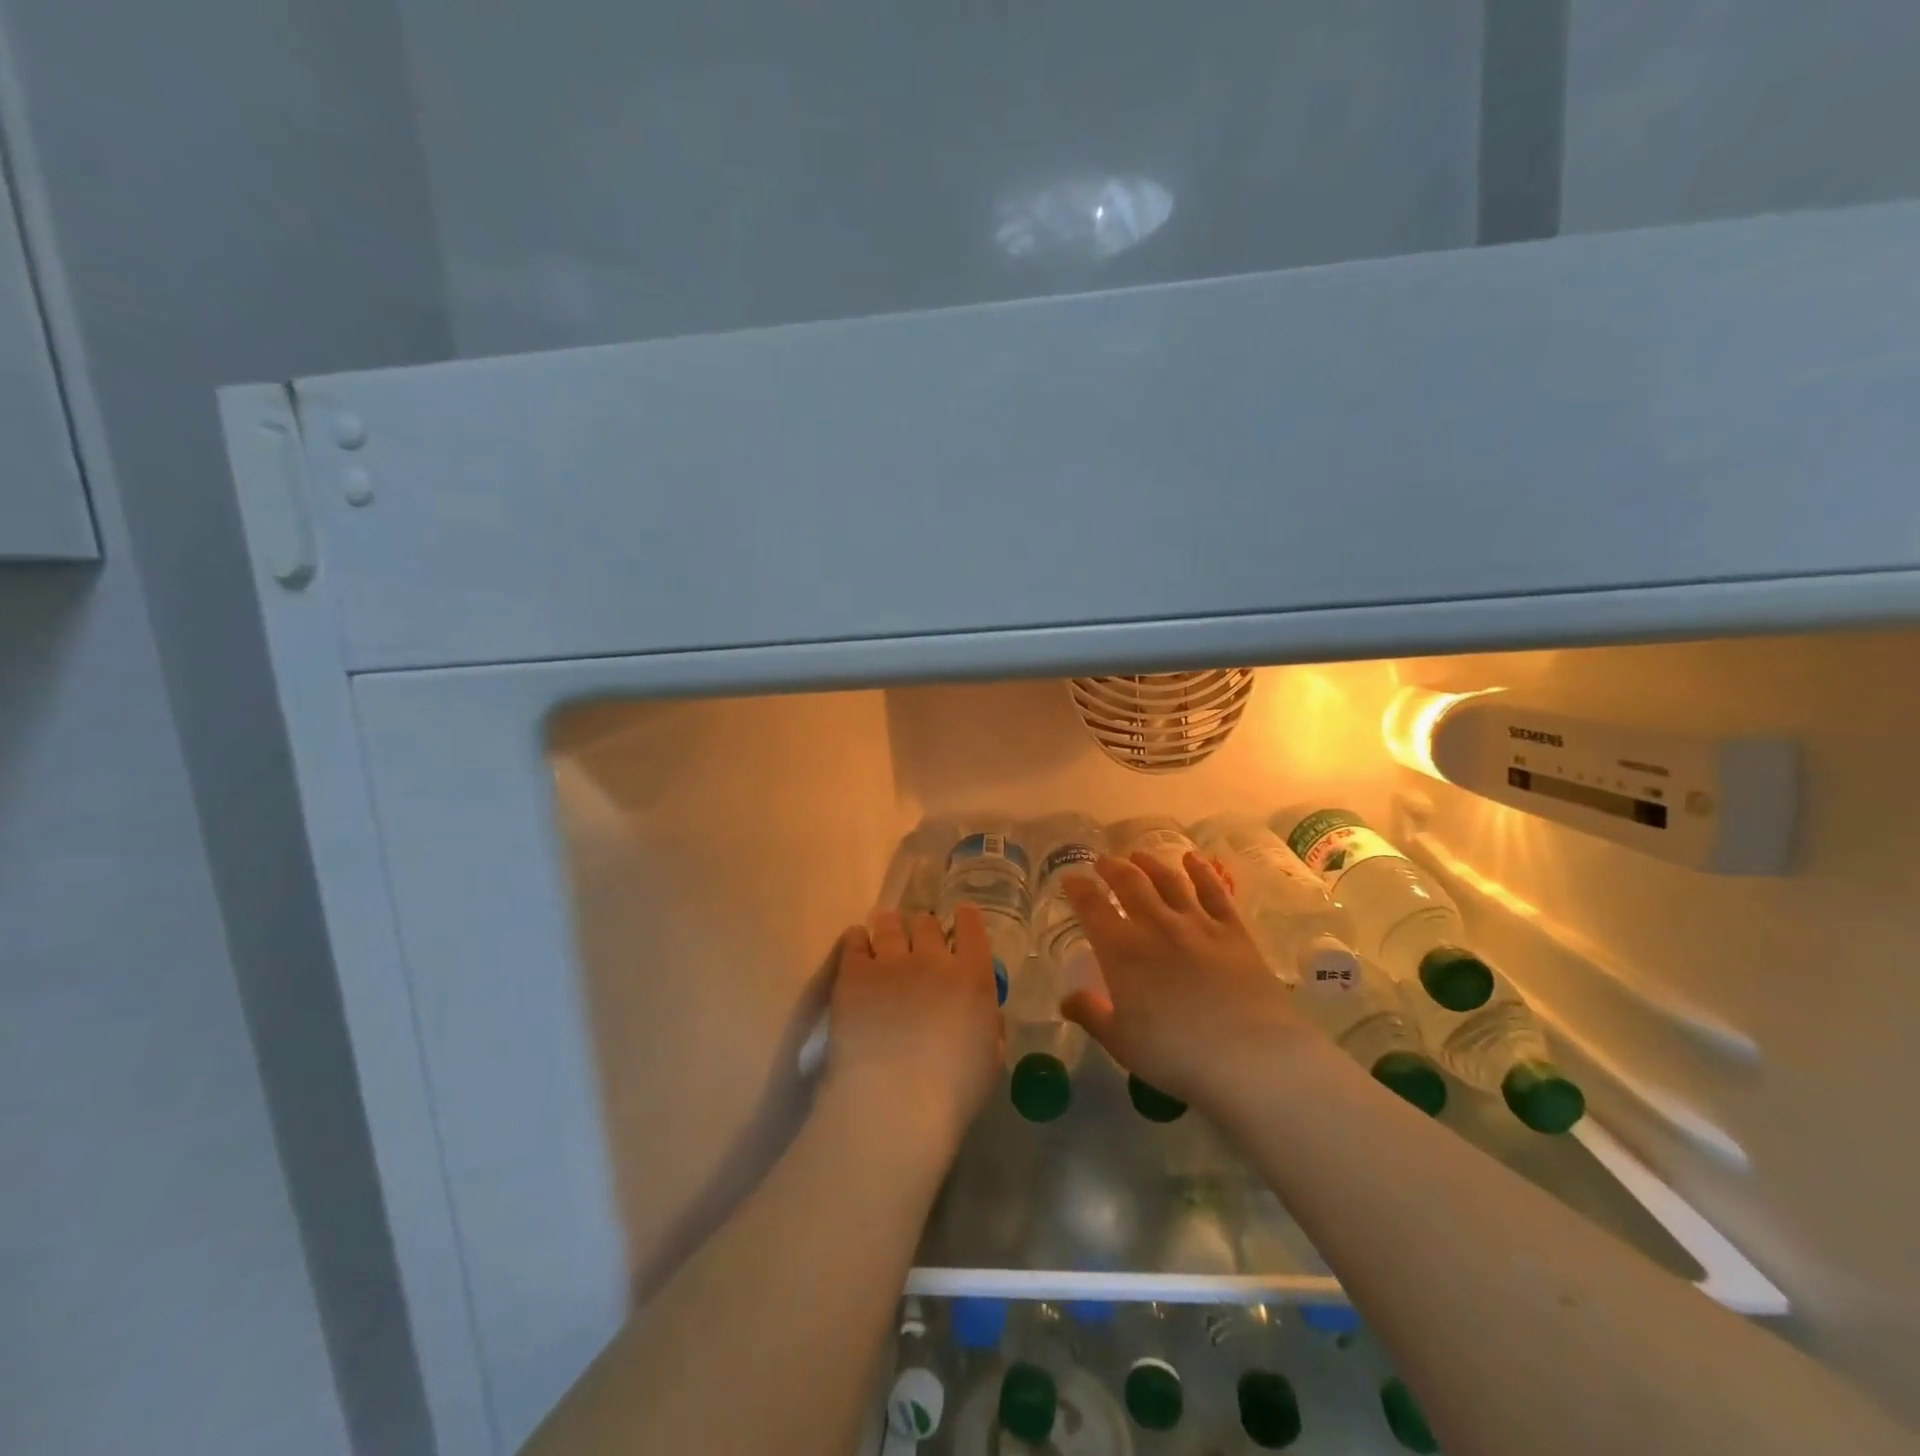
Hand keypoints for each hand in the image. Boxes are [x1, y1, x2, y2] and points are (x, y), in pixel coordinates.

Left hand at [821, 903, 1003, 1157]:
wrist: (894, 1103)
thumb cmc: (952, 1093)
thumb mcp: (990, 1061)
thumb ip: (989, 1027)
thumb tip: (982, 1013)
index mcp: (972, 977)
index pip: (972, 928)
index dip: (966, 919)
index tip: (961, 918)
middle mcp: (933, 959)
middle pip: (927, 924)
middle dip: (924, 929)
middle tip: (918, 942)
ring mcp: (891, 963)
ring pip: (890, 925)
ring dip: (890, 927)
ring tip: (885, 931)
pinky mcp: (853, 974)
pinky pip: (854, 942)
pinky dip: (857, 940)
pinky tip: (857, 943)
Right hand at [1061, 851, 1319, 1111]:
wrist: (1249, 1056)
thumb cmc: (1175, 1054)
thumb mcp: (1121, 1042)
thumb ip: (1091, 1014)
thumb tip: (1067, 1000)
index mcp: (1121, 950)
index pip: (1092, 908)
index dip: (1078, 889)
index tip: (1070, 878)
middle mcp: (1156, 925)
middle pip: (1130, 883)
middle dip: (1112, 867)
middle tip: (1103, 861)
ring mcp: (1197, 923)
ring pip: (1169, 880)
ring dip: (1150, 864)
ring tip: (1138, 855)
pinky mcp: (1233, 931)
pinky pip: (1213, 892)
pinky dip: (1201, 871)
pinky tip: (1193, 860)